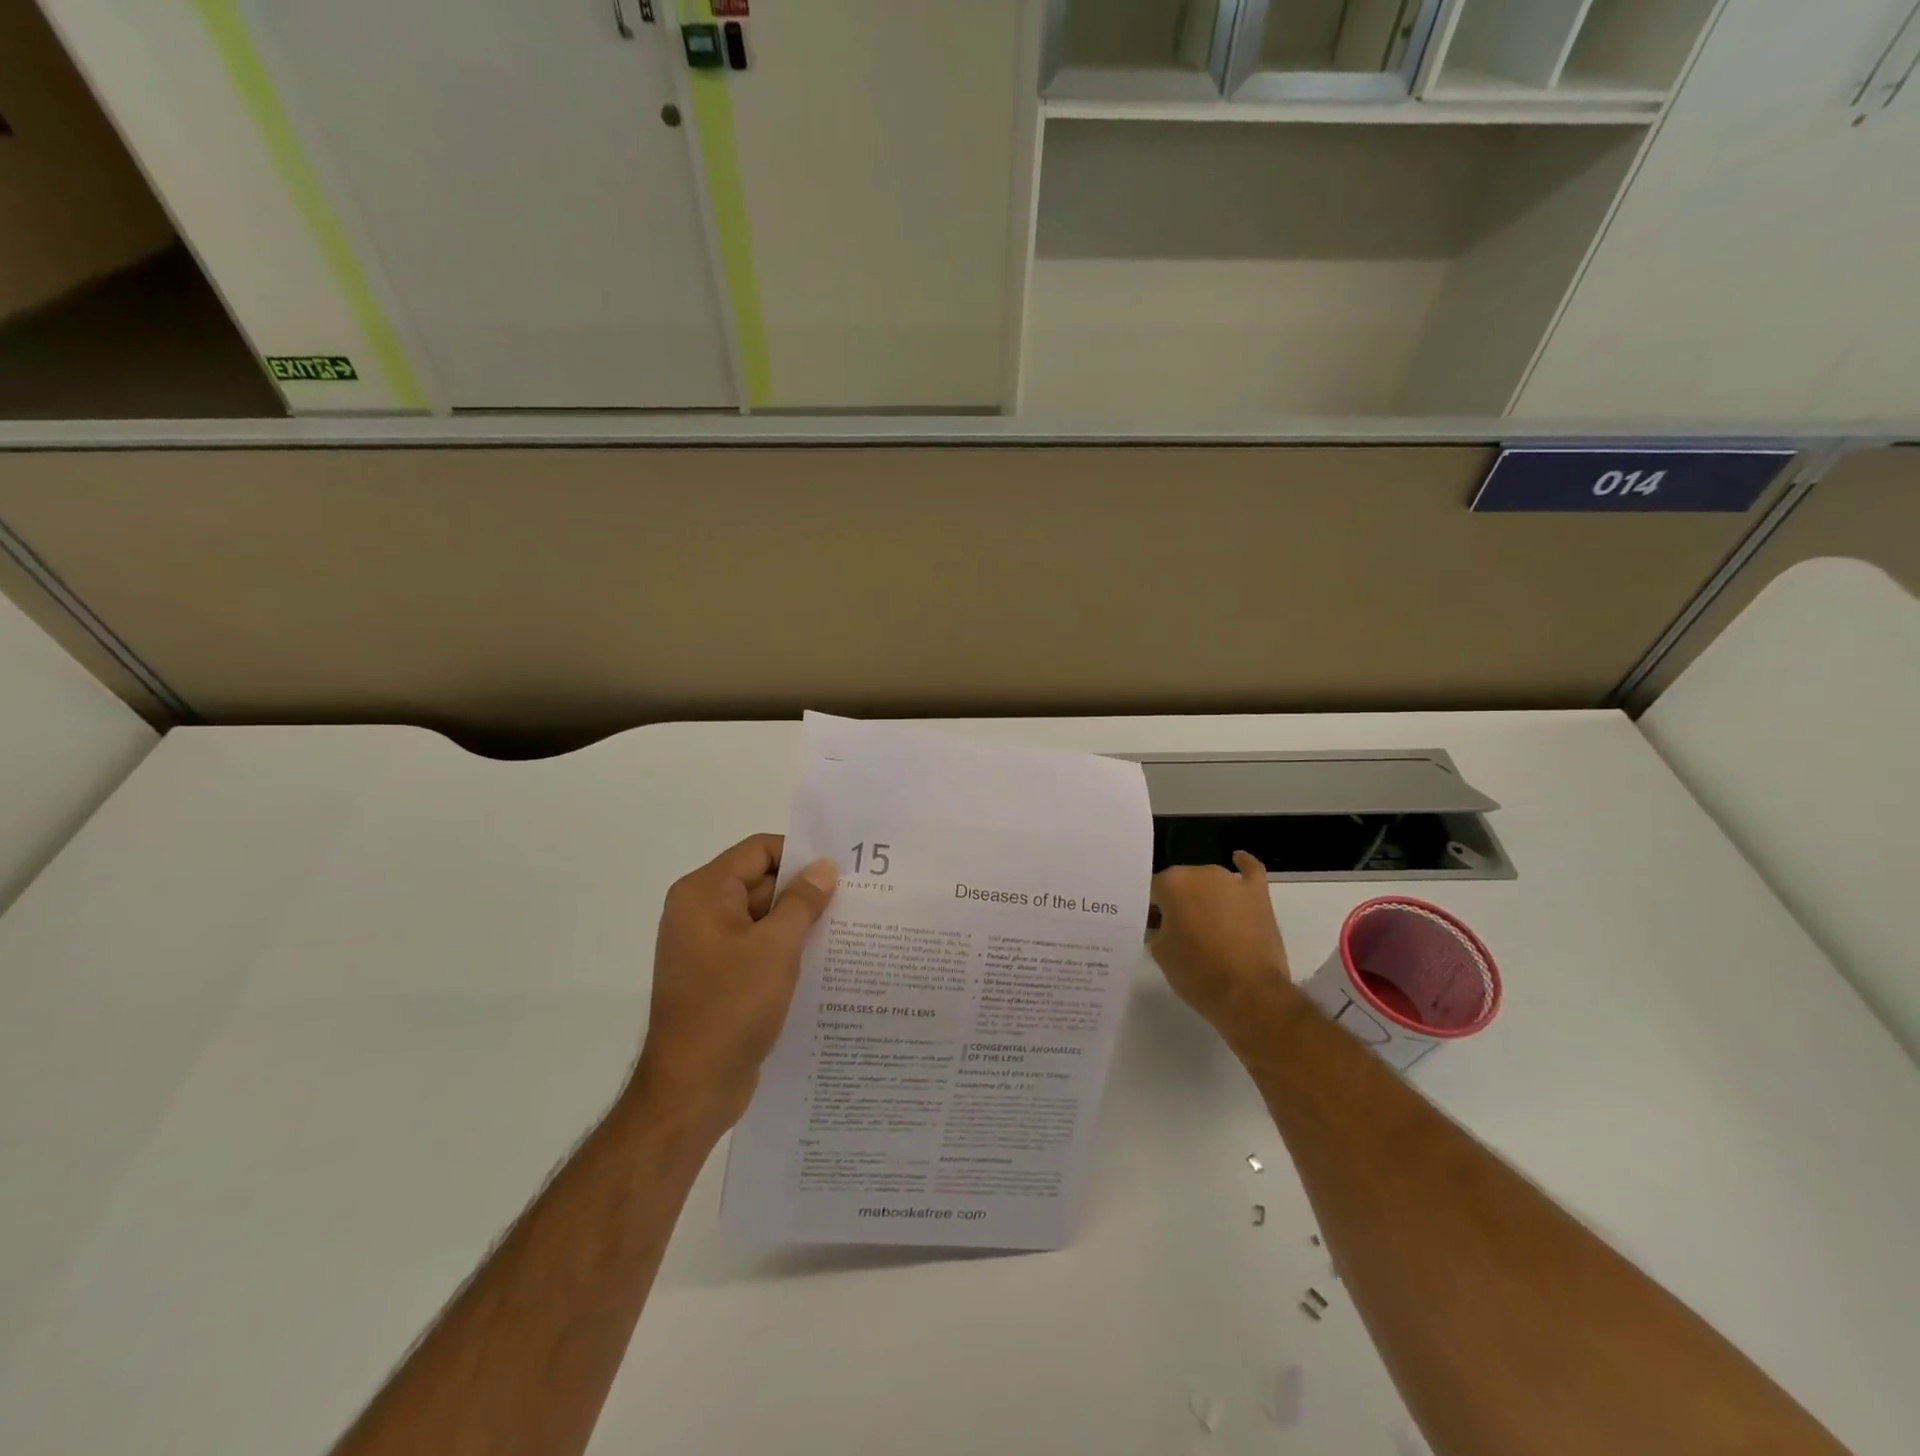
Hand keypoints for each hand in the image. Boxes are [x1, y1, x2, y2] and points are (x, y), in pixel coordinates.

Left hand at [631, 834, 835, 1131]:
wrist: (692, 1088)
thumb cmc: (731, 1006)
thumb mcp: (776, 947)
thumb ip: (803, 901)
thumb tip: (824, 868)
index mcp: (704, 893)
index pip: (758, 851)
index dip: (799, 853)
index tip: (840, 867)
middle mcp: (700, 912)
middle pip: (759, 881)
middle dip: (803, 889)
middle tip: (853, 896)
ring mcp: (707, 947)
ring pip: (761, 917)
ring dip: (798, 921)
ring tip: (846, 925)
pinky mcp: (718, 977)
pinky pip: (756, 947)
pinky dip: (785, 948)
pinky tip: (822, 958)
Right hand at [1148, 852, 1295, 1055]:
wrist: (1248, 994)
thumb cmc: (1196, 973)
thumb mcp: (1159, 952)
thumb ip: (1157, 928)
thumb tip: (1164, 923)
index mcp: (1172, 883)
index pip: (1152, 891)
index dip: (1151, 911)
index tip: (1153, 929)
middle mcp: (1201, 873)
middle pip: (1182, 884)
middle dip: (1178, 902)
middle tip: (1179, 931)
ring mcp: (1232, 881)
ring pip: (1211, 881)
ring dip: (1205, 896)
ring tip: (1206, 922)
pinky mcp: (1258, 894)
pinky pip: (1250, 870)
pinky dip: (1243, 865)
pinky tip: (1237, 860)